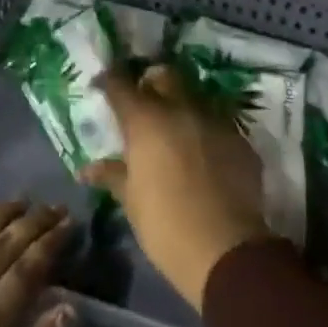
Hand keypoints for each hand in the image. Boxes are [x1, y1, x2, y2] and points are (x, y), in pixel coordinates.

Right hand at [83, 65, 272, 311]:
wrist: (226, 250)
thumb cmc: (166, 226)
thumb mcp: (131, 201)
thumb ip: (112, 175)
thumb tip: (88, 169)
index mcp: (147, 120)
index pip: (121, 85)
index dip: (110, 81)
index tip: (103, 86)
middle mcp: (181, 109)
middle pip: (163, 76)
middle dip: (150, 82)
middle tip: (143, 103)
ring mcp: (214, 120)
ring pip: (194, 97)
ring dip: (181, 106)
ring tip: (175, 131)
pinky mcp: (240, 139)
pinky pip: (218, 124)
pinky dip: (206, 132)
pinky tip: (204, 155)